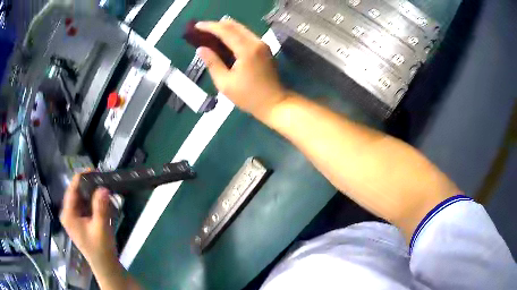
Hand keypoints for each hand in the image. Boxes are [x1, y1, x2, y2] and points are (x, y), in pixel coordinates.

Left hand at [60, 175, 117, 269]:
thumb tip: (104, 187)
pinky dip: (94, 203)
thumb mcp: (101, 227)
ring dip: (93, 194)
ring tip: (106, 191)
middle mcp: (68, 213)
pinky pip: (86, 206)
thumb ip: (101, 207)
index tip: (96, 170)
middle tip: (104, 181)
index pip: (72, 189)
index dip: (82, 177)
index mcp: (68, 214)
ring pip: (82, 199)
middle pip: (77, 192)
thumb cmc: (100, 249)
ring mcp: (74, 217)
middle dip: (90, 186)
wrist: (105, 266)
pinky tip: (104, 203)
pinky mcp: (81, 221)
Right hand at [196, 19, 287, 118]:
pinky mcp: (264, 49)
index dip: (209, 26)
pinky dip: (234, 35)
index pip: (225, 31)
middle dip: (216, 25)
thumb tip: (201, 49)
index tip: (196, 26)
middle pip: (234, 25)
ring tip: (210, 34)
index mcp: (246, 49)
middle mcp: (256, 42)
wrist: (275, 103)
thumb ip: (212, 63)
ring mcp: (262, 45)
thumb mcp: (225, 83)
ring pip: (241, 29)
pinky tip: (224, 41)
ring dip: (225, 29)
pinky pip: (246, 35)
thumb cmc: (249, 96)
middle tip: (202, 29)